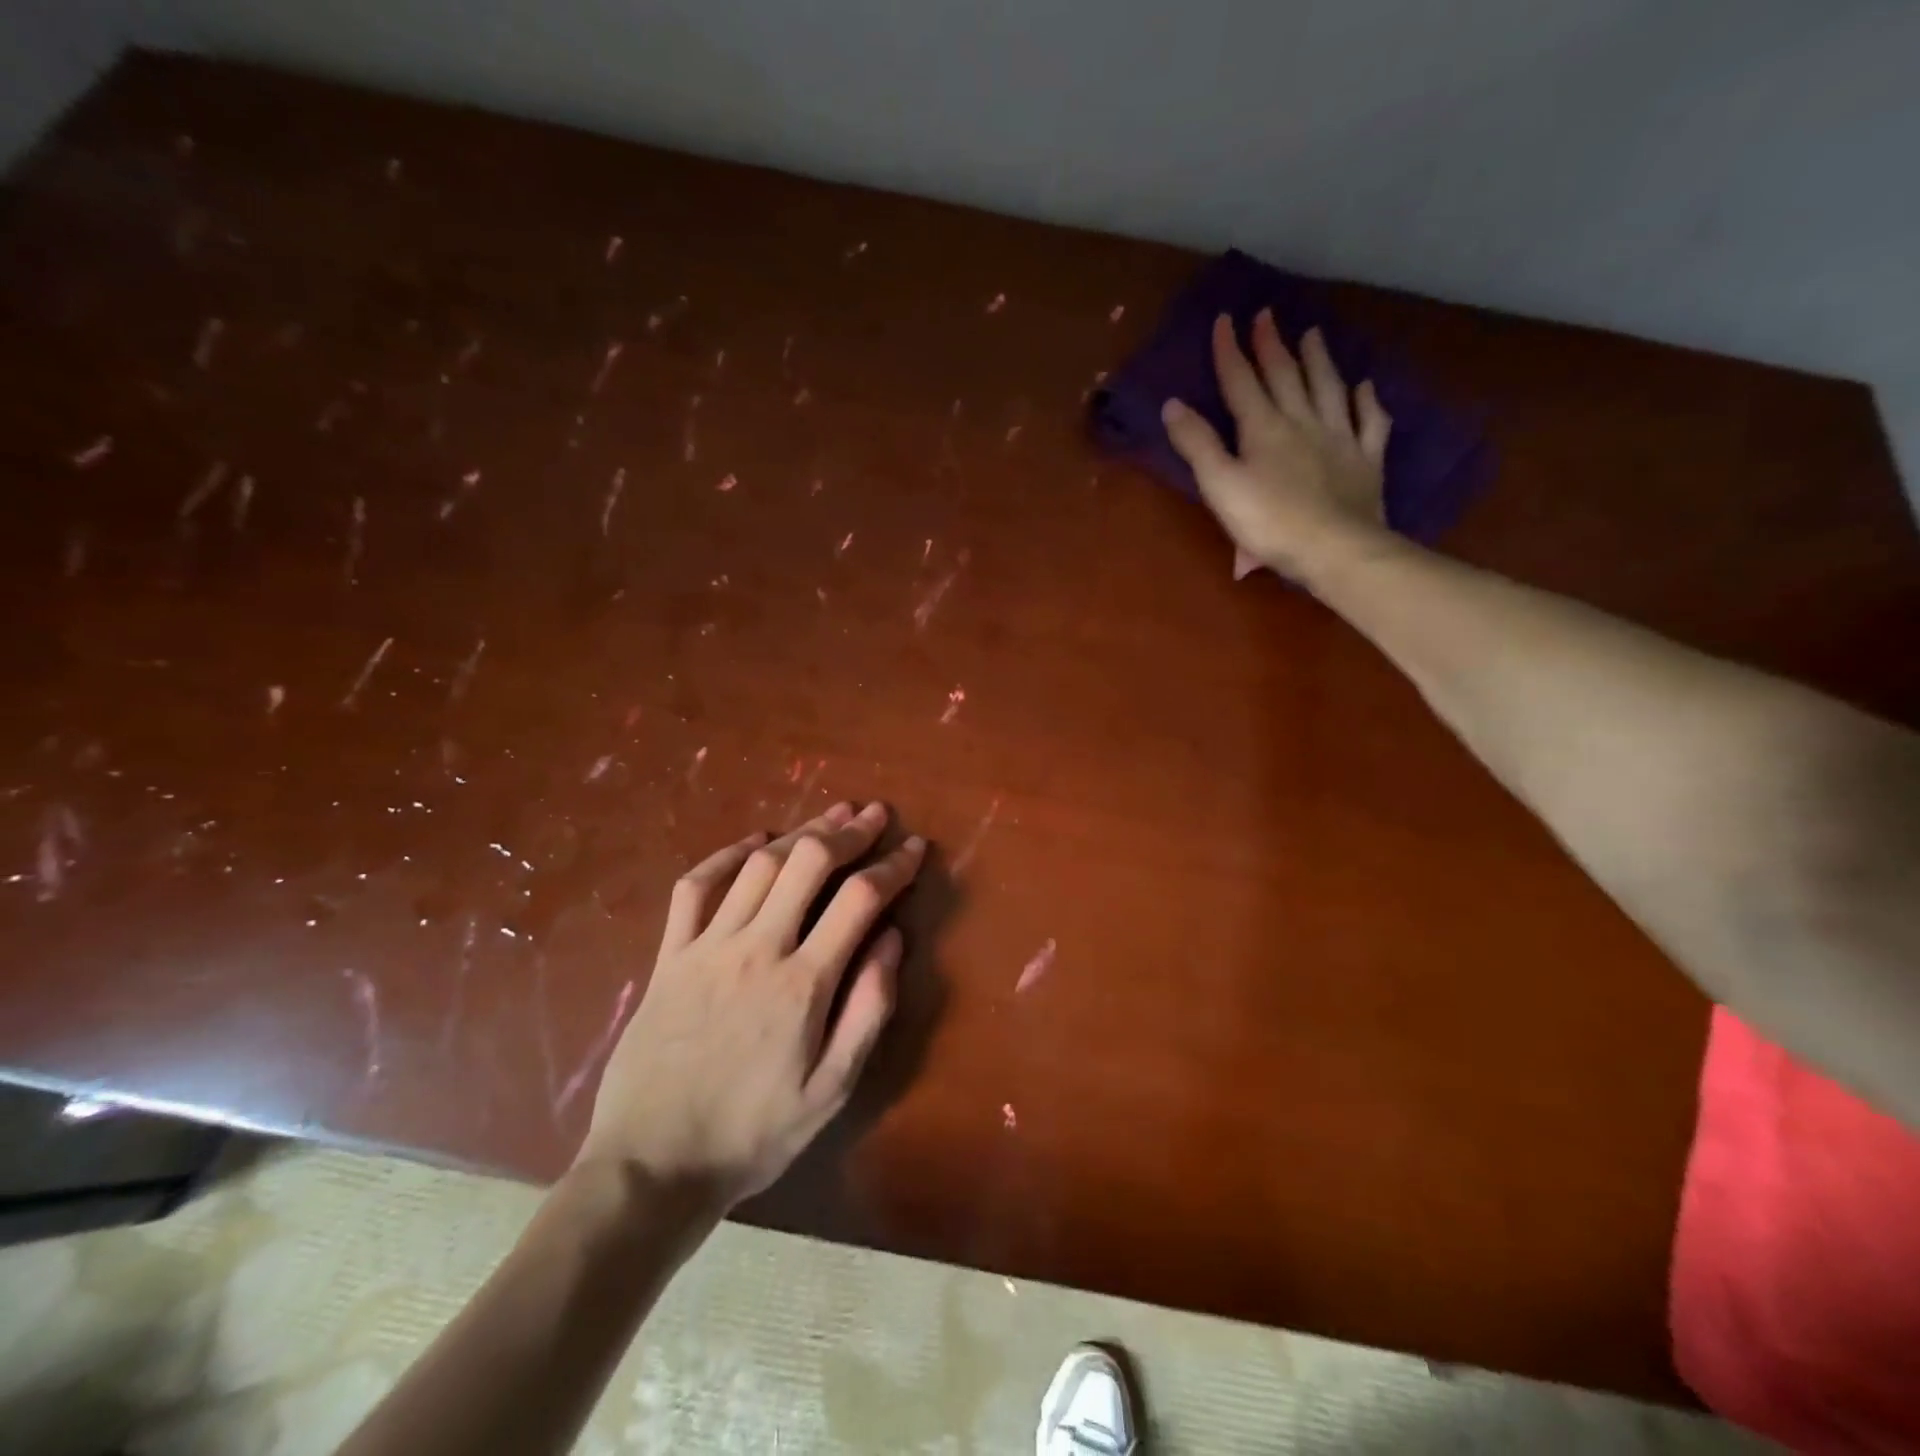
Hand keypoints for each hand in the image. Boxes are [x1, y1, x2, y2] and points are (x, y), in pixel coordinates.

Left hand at [578, 801, 924, 1207]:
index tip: (915, 847)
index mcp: (803, 983)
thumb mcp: (832, 1090)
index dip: (894, 866)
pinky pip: (694, 888)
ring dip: (800, 833)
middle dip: (848, 831)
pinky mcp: (669, 956)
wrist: (652, 1166)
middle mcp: (757, 949)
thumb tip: (893, 939)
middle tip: (874, 814)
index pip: (860, 900)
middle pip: (808, 863)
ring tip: (830, 817)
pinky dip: (725, 855)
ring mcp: (707, 947)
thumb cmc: (753, 1135)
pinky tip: (753, 842)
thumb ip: (868, 1009)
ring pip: (759, 866)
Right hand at [1163, 311, 1392, 579]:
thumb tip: (1173, 404)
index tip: (1225, 319)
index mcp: (1263, 428)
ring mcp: (1340, 438)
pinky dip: (1367, 402)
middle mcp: (1302, 422)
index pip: (1241, 382)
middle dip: (1272, 345)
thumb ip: (1197, 444)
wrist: (1335, 548)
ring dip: (1319, 360)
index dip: (1230, 351)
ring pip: (1328, 388)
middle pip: (1285, 376)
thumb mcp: (1220, 485)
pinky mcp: (1366, 461)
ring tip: (1313, 334)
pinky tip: (1364, 387)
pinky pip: (1369, 422)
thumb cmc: (1269, 522)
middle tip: (1268, 314)